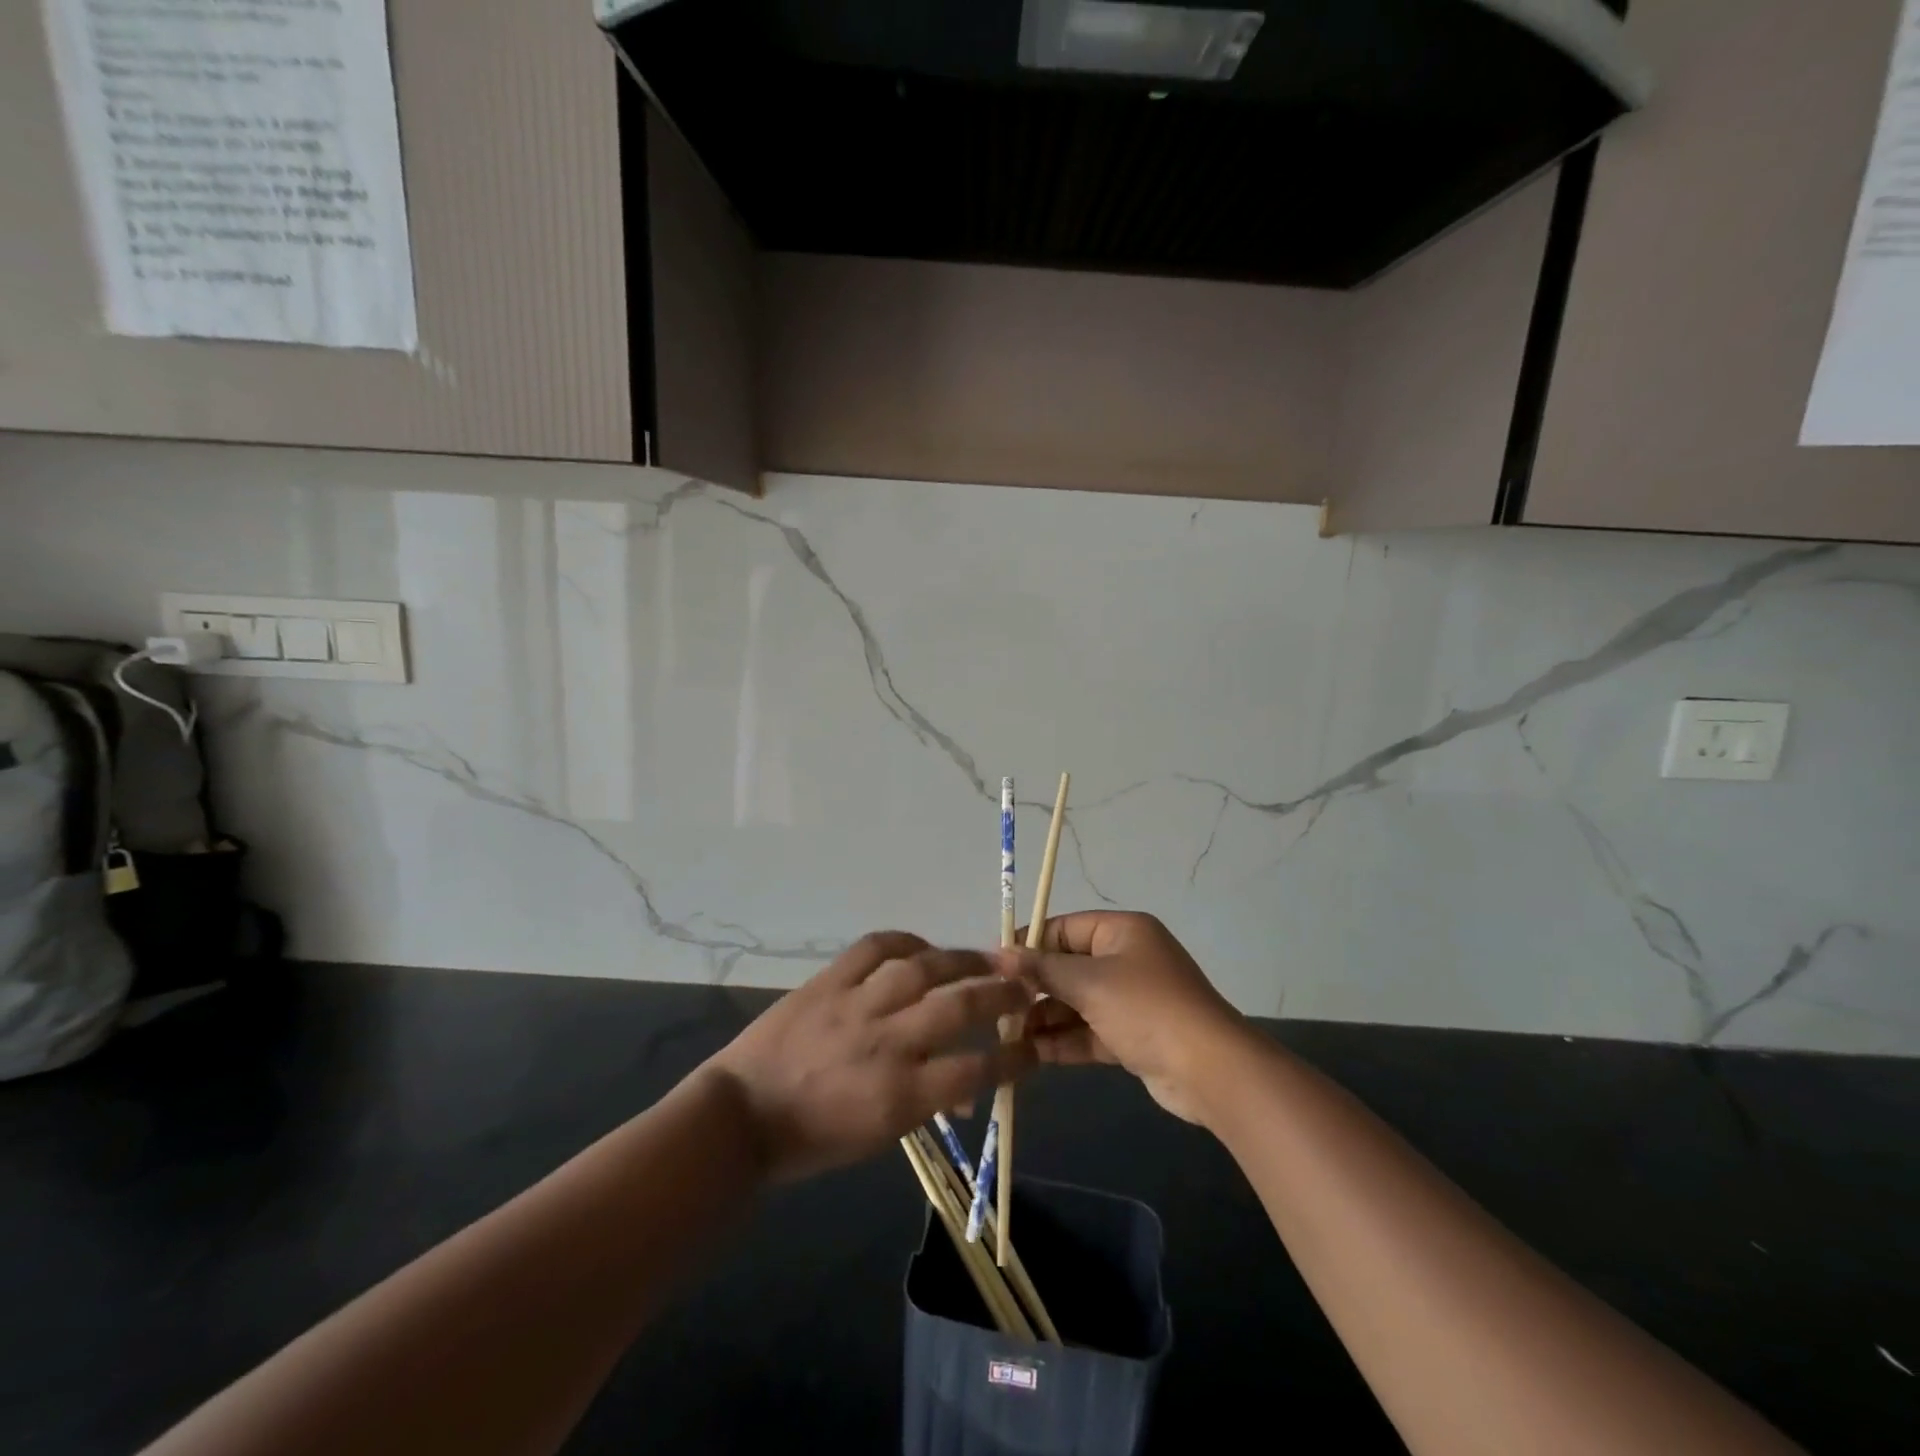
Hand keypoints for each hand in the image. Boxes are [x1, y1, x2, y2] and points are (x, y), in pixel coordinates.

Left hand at [705, 932, 1034, 1182]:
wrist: (744, 1115)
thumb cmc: (815, 1138)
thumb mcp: (880, 1136)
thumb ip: (926, 1103)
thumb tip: (964, 1087)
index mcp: (901, 1095)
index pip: (976, 1070)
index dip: (1013, 1058)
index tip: (1033, 1047)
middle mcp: (887, 1043)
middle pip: (959, 1008)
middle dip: (1001, 995)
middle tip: (1025, 986)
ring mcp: (856, 1005)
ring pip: (923, 968)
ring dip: (963, 960)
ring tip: (987, 956)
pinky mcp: (829, 981)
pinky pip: (874, 946)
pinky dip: (904, 940)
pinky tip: (922, 946)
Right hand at [996, 912, 1246, 1125]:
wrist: (1209, 1071)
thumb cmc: (1146, 1008)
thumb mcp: (1090, 983)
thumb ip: (1043, 969)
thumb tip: (1000, 954)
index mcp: (1121, 932)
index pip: (1064, 928)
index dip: (1029, 944)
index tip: (994, 965)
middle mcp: (1126, 959)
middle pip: (1068, 967)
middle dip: (1034, 988)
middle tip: (996, 1006)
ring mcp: (1130, 999)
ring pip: (1076, 1002)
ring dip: (1045, 1017)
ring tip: (1006, 1034)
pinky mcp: (1132, 1035)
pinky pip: (1089, 1031)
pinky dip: (1063, 1039)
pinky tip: (1030, 1053)